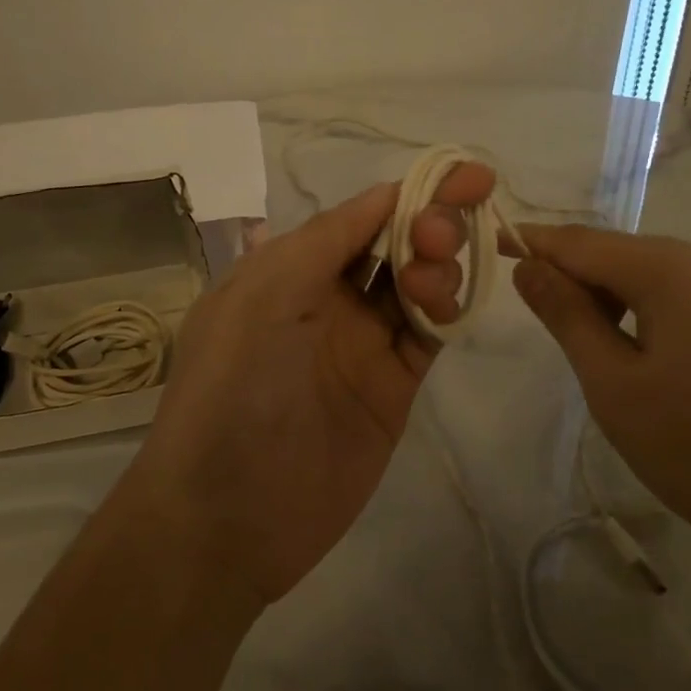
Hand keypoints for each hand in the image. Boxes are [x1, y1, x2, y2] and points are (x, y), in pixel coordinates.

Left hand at [124, 165, 496, 604]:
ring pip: (416, 288)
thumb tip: (384, 195)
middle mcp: (325, 302)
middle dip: (427, 225)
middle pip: (392, 246)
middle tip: (444, 232)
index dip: (406, 194)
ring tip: (432, 279)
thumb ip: (324, 243)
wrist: (229, 514)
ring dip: (436, 268)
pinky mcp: (391, 391)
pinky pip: (428, 338)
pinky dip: (446, 314)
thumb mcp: (262, 299)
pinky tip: (448, 306)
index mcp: (285, 272)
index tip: (461, 177)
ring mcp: (361, 348)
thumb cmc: (233, 392)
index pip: (356, 218)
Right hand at [507, 225, 690, 584]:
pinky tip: (669, 365)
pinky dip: (669, 314)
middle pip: (631, 255)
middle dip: (584, 279)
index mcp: (679, 269)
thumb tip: (530, 267)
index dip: (536, 243)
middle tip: (554, 327)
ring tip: (611, 358)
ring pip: (671, 276)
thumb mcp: (617, 388)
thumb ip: (568, 318)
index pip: (586, 241)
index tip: (497, 246)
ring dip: (626, 300)